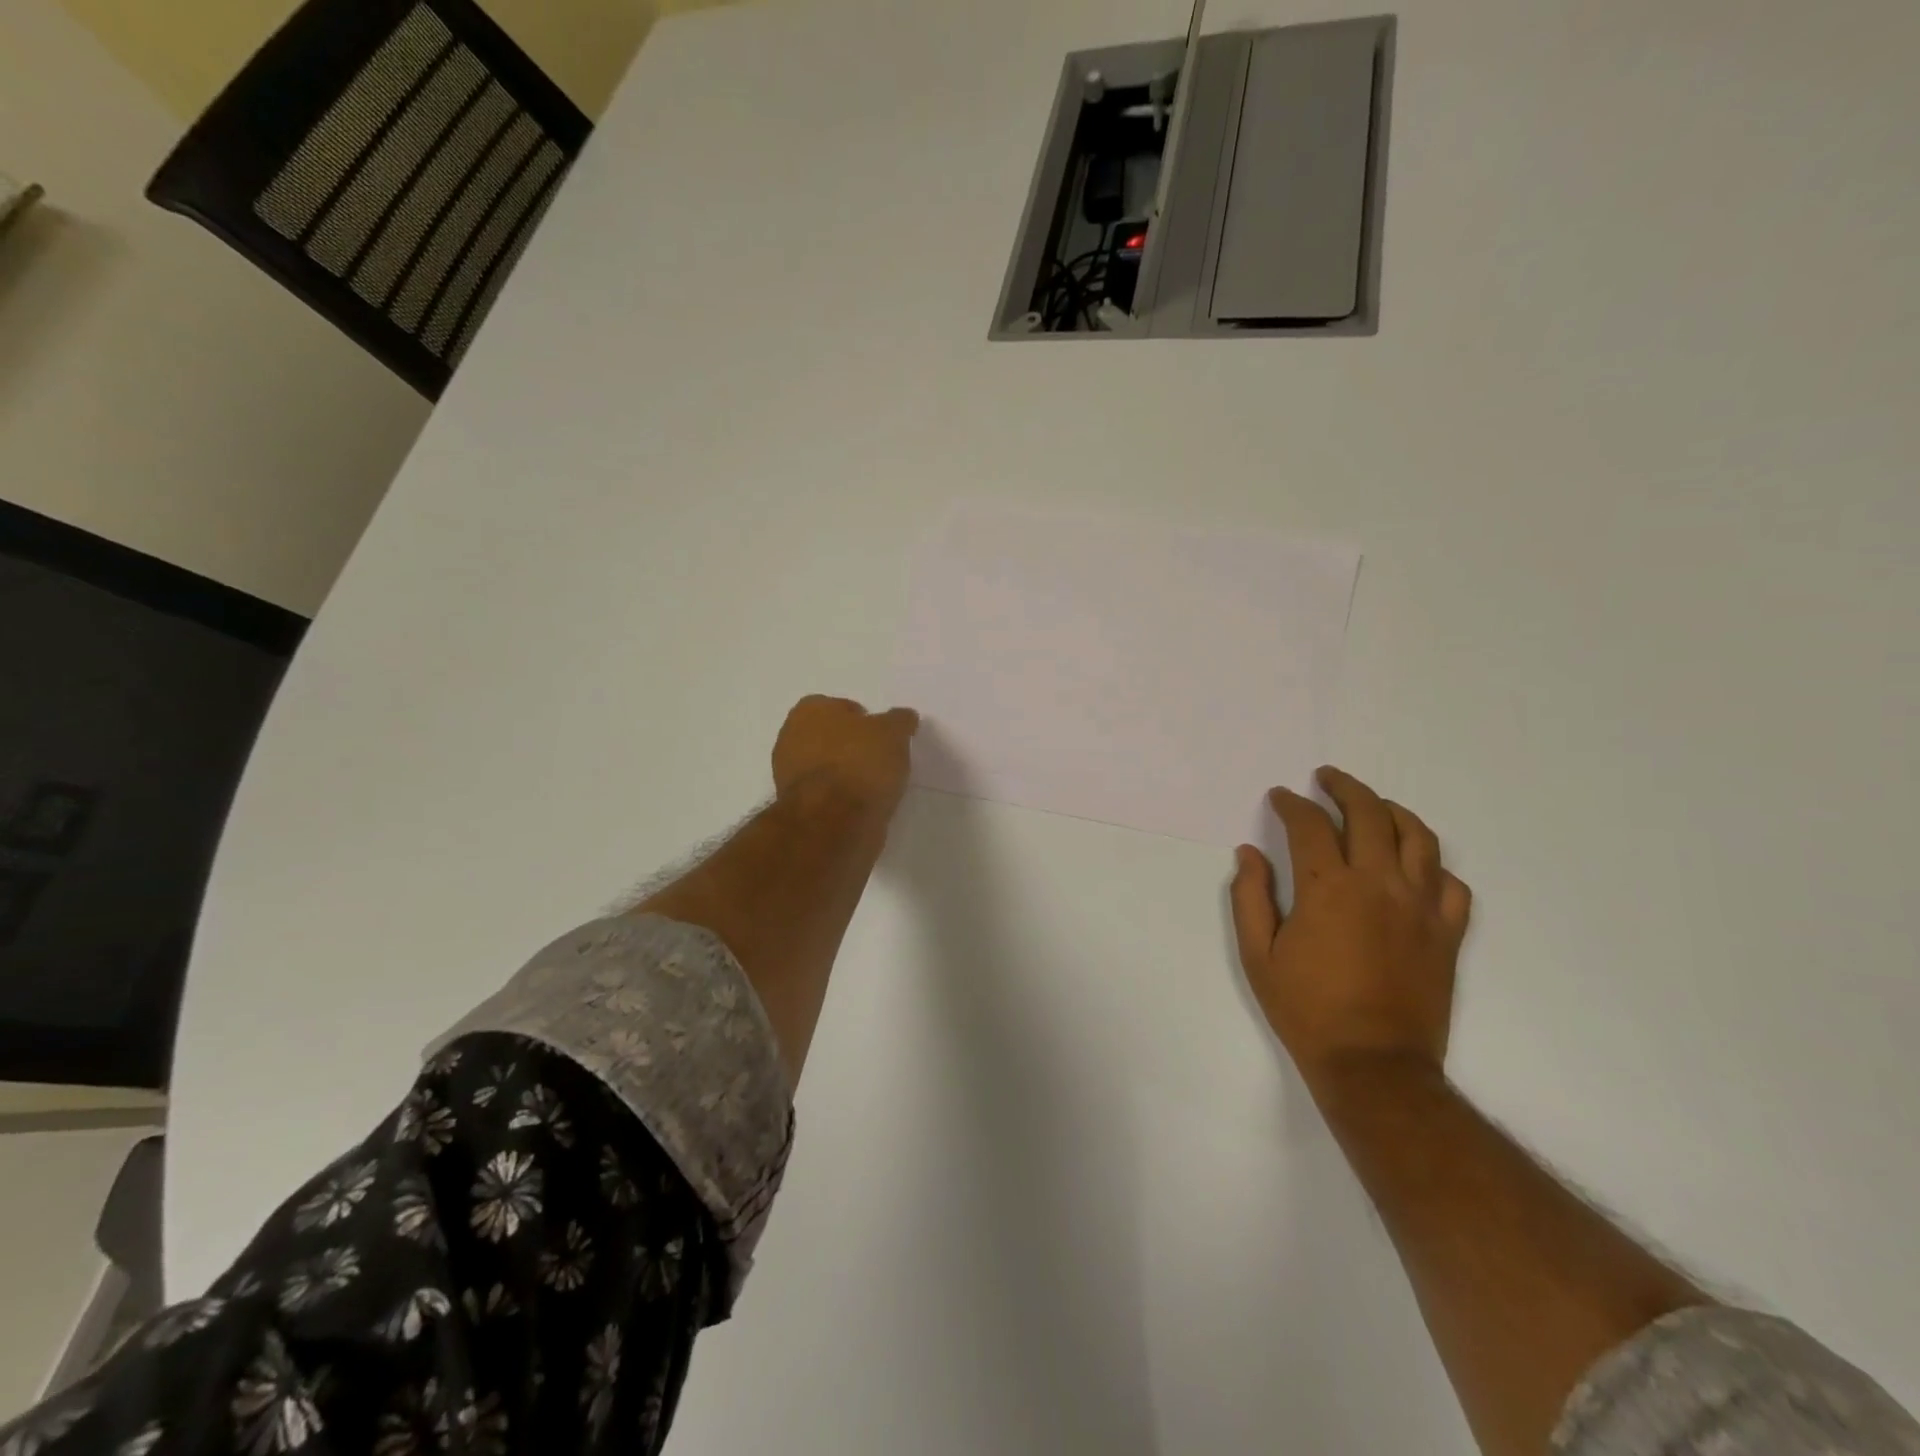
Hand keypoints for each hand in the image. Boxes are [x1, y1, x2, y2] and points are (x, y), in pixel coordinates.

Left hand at [772, 695, 919, 816]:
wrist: (832, 821)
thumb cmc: (860, 764)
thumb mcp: (893, 733)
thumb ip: (899, 721)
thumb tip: (903, 717)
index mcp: (810, 710)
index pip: (842, 707)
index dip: (865, 722)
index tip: (883, 738)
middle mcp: (791, 736)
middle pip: (830, 738)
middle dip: (851, 747)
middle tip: (880, 761)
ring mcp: (787, 773)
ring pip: (826, 767)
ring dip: (845, 774)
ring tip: (874, 787)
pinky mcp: (794, 805)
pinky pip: (824, 794)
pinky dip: (839, 797)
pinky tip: (860, 805)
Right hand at [1230, 767, 1471, 1100]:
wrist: (1374, 1064)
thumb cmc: (1307, 1009)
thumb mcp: (1258, 954)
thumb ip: (1250, 897)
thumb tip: (1250, 854)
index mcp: (1328, 887)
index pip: (1310, 825)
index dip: (1292, 804)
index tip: (1280, 797)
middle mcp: (1379, 883)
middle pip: (1369, 814)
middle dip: (1344, 788)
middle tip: (1326, 779)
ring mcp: (1421, 906)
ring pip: (1418, 837)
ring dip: (1392, 811)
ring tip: (1375, 805)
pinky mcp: (1447, 933)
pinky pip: (1452, 884)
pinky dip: (1433, 864)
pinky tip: (1415, 865)